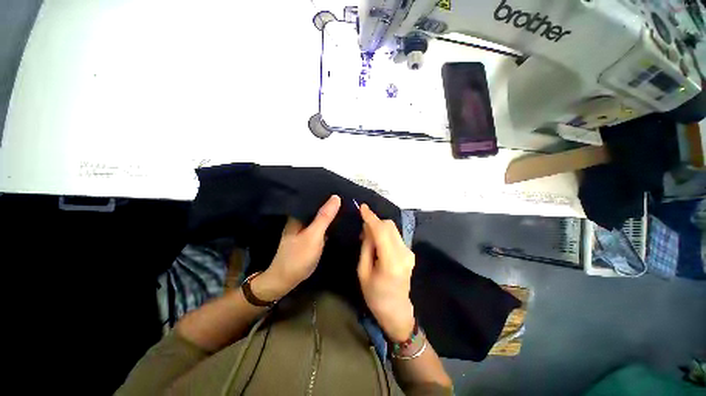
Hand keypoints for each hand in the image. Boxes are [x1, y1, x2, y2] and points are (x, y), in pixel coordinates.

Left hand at [252, 195, 341, 301]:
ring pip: (319, 217)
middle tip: (347, 198)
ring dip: (330, 214)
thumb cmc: (298, 257)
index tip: (341, 189)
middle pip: (317, 208)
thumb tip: (336, 197)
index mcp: (298, 215)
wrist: (286, 280)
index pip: (313, 199)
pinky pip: (320, 226)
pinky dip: (328, 224)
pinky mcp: (308, 237)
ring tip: (345, 206)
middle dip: (330, 204)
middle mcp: (300, 220)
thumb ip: (324, 217)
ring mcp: (304, 229)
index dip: (327, 194)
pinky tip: (337, 221)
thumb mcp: (313, 235)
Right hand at [357, 204, 415, 341]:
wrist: (396, 310)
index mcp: (390, 262)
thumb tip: (367, 228)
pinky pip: (395, 236)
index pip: (381, 232)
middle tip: (363, 232)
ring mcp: (409, 252)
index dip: (371, 217)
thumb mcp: (363, 272)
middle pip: (389, 226)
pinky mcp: (410, 252)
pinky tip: (378, 244)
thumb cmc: (375, 295)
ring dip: (380, 228)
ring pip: (393, 229)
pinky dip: (385, 234)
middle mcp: (404, 254)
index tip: (362, 207)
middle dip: (375, 222)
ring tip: (369, 240)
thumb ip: (366, 247)